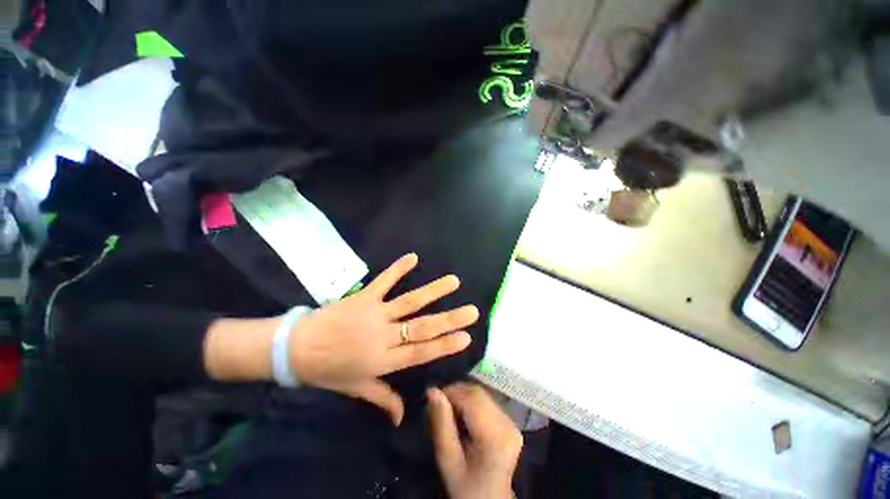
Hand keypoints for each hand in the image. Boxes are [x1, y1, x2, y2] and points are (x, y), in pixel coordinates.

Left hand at [290, 253, 479, 424]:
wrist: (295, 349)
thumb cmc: (328, 370)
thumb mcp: (355, 387)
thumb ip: (382, 399)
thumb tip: (402, 418)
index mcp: (382, 360)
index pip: (420, 353)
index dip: (444, 345)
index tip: (466, 337)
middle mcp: (383, 336)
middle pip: (421, 327)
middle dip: (449, 319)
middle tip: (472, 311)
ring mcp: (373, 314)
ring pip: (409, 302)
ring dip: (433, 291)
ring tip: (453, 281)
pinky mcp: (363, 297)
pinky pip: (383, 281)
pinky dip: (398, 269)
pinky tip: (413, 257)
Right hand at [427, 383, 522, 498]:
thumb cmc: (466, 487)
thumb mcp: (448, 460)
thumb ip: (441, 424)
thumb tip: (432, 391)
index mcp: (495, 436)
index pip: (471, 399)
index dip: (451, 392)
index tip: (432, 398)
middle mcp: (508, 424)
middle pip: (478, 394)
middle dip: (456, 393)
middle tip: (438, 405)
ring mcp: (512, 422)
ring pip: (482, 395)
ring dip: (463, 396)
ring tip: (449, 411)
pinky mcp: (511, 423)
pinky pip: (487, 402)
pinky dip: (471, 402)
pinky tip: (462, 415)